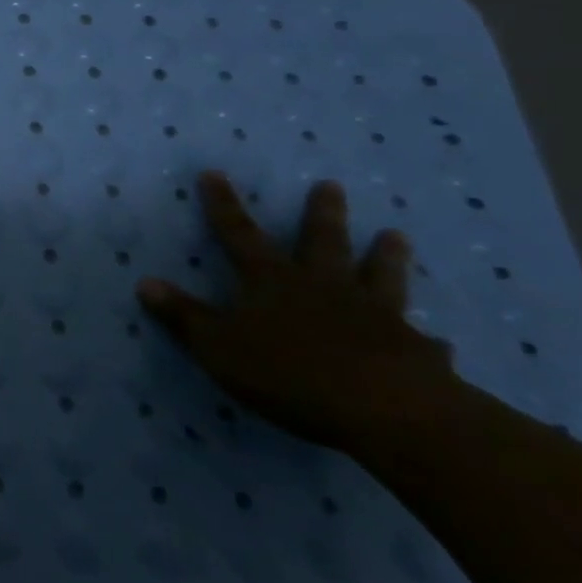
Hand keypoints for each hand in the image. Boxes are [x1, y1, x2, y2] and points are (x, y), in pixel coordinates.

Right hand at [137, 172, 458, 450]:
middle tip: (331, 185)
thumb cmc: (289, 372)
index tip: (214, 173)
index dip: (223, 205)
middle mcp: (324, 286)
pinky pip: (421, 341)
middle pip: (322, 242)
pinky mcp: (414, 351)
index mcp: (272, 281)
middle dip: (322, 213)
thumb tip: (144, 282)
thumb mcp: (218, 346)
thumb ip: (183, 316)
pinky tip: (437, 340)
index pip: (239, 234)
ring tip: (395, 235)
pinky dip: (425, 339)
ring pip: (380, 276)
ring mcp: (375, 315)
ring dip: (386, 256)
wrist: (385, 409)